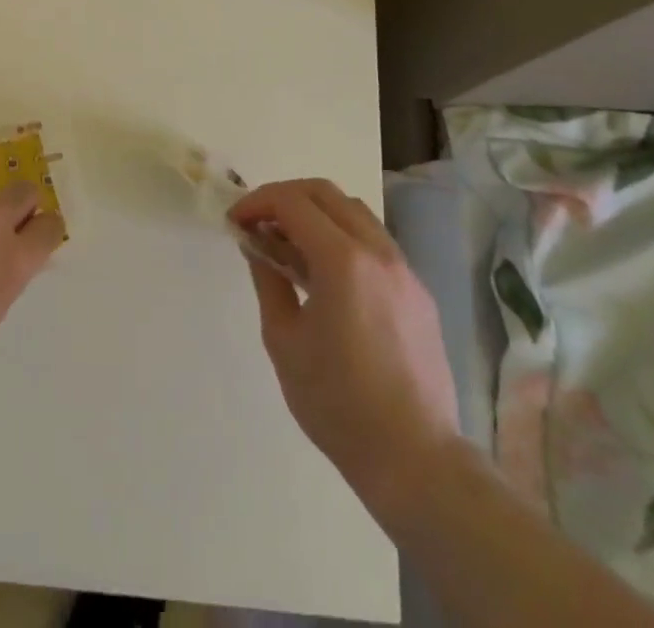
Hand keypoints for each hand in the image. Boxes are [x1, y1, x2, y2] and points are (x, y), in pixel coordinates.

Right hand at [230, 179, 460, 511]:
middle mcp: (378, 252)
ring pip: (354, 212)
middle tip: (258, 223)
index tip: (235, 221)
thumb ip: (268, 281)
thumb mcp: (284, 340)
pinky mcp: (418, 292)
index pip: (293, 202)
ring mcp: (404, 270)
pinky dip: (342, 236)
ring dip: (316, 213)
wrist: (416, 461)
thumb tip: (257, 247)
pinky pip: (374, 242)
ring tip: (288, 244)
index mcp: (343, 261)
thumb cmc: (338, 403)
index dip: (257, 202)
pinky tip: (325, 273)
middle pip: (326, 193)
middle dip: (284, 197)